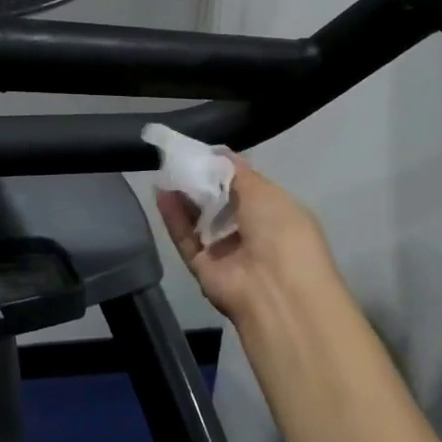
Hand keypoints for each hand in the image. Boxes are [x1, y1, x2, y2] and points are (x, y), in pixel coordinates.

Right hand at [156, 158, 345, 330]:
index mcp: (275, 213)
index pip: (245, 187)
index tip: (201, 151)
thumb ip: (236, 172)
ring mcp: (226, 252)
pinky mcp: (203, 267)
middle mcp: (251, 233)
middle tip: (177, 157)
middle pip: (219, 202)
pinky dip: (173, 216)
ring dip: (184, 196)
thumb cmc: (281, 232)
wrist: (275, 291)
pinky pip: (185, 238)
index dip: (224, 169)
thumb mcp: (265, 191)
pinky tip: (161, 193)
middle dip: (201, 181)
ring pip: (200, 220)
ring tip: (165, 170)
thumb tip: (218, 152)